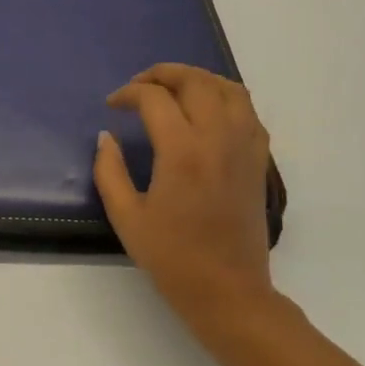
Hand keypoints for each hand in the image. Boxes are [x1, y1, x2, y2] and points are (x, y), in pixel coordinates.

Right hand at [94, 65, 290, 348]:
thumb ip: (109, 171)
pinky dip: (225, 97)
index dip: (128, 94)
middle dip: (162, 74)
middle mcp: (217, 138)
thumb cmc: (172, 258)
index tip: (112, 105)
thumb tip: (105, 137)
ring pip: (228, 88)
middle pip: (194, 82)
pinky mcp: (258, 160)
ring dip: (197, 79)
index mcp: (182, 152)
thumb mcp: (126, 217)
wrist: (228, 291)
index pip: (154, 99)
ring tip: (173, 89)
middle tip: (139, 86)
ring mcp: (244, 147)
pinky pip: (247, 111)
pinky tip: (206, 111)